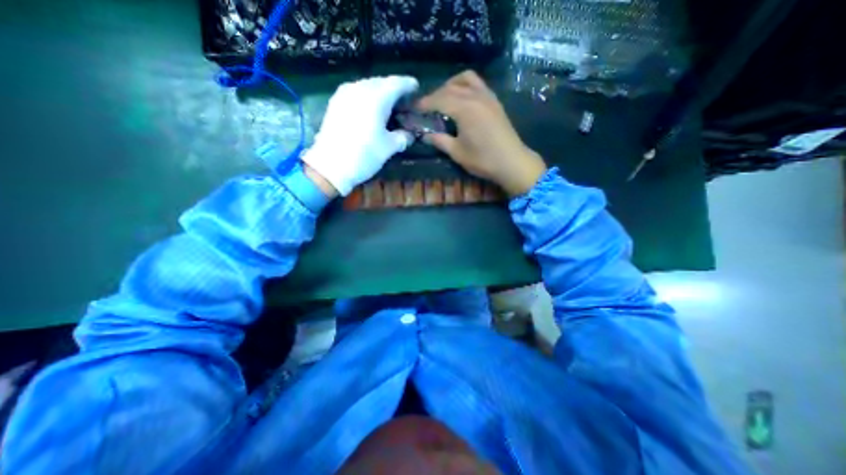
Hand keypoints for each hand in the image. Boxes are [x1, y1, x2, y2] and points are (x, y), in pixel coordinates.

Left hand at [303, 74, 416, 195]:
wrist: (330, 166)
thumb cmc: (364, 155)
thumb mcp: (389, 148)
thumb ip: (402, 137)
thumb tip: (409, 134)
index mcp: (376, 97)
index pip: (396, 83)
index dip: (408, 84)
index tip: (416, 87)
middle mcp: (359, 88)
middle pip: (381, 82)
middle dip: (393, 89)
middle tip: (403, 99)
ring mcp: (344, 94)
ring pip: (367, 86)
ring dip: (380, 93)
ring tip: (388, 105)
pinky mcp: (335, 103)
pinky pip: (356, 93)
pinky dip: (367, 98)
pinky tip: (370, 109)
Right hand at [417, 70, 548, 196]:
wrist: (512, 161)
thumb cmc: (483, 160)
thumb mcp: (457, 152)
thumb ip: (440, 141)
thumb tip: (424, 136)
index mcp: (464, 109)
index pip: (439, 99)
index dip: (425, 103)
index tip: (415, 108)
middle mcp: (475, 97)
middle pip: (450, 87)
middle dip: (435, 94)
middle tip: (427, 107)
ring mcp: (487, 96)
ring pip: (466, 79)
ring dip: (451, 84)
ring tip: (444, 97)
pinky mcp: (494, 101)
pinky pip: (478, 84)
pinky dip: (466, 86)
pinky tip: (462, 99)